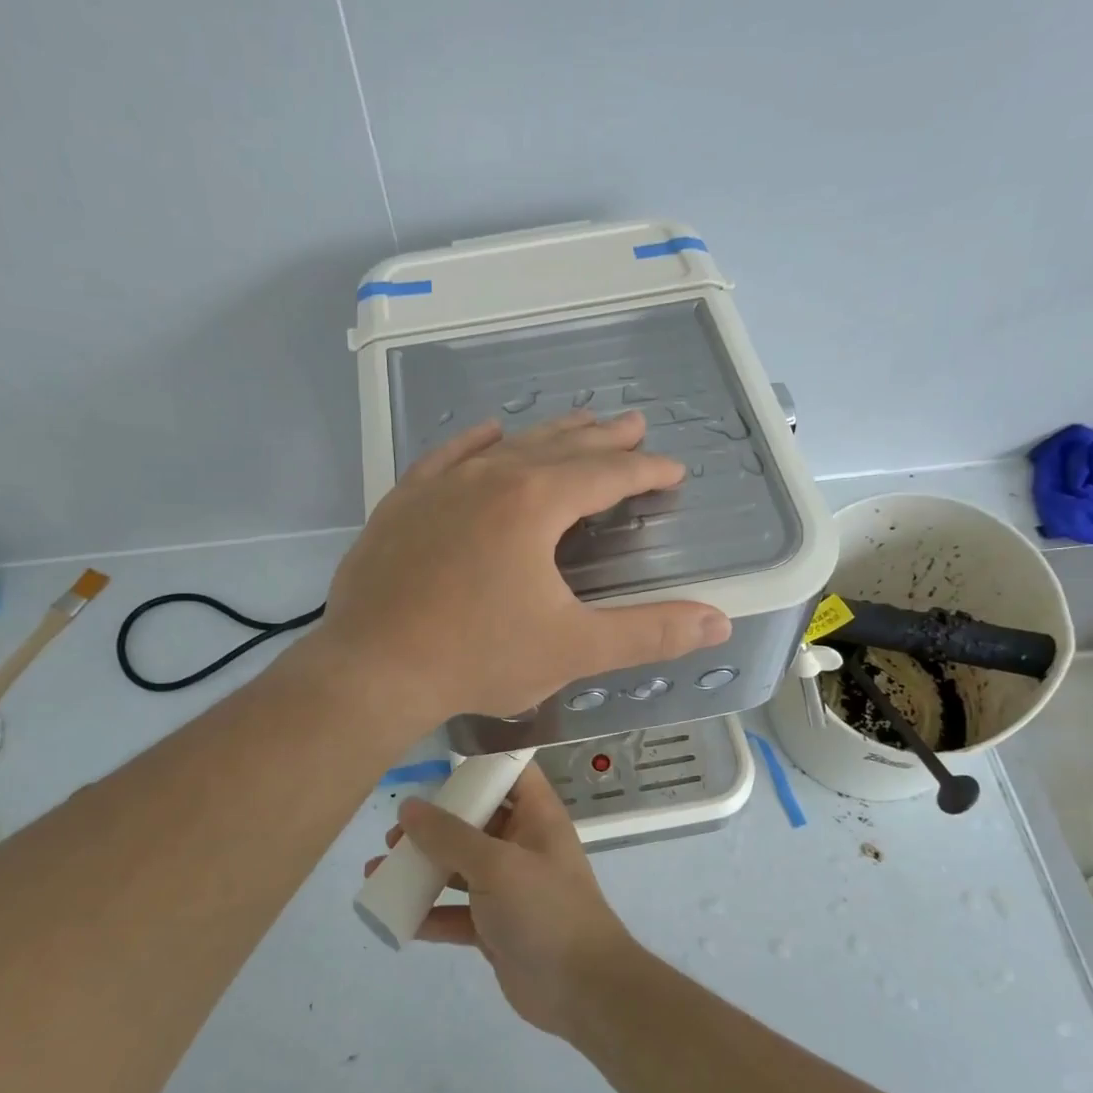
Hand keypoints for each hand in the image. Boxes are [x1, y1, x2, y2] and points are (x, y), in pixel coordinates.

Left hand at [318, 411, 730, 731]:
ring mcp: (440, 486)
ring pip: (507, 446)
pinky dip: (475, 442)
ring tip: (578, 422)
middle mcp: (489, 477)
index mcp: (534, 503)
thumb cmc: (478, 658)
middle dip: (603, 438)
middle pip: (559, 447)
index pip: (605, 474)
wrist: (372, 670)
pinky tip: (488, 432)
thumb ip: (650, 633)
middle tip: (634, 423)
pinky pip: (447, 457)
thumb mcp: (573, 648)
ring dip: (548, 434)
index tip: (672, 468)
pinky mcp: (404, 503)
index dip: (644, 469)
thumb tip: (720, 620)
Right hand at [364, 766, 635, 1036]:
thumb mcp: (495, 865)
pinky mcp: (494, 927)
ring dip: (421, 868)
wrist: (582, 991)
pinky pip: (455, 912)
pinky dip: (428, 912)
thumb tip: (408, 806)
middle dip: (432, 825)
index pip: (511, 773)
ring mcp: (508, 888)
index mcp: (535, 817)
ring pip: (458, 867)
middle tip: (394, 834)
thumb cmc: (545, 910)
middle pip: (474, 821)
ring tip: (378, 871)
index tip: (437, 768)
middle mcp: (522, 845)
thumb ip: (449, 835)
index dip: (480, 765)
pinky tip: (396, 916)